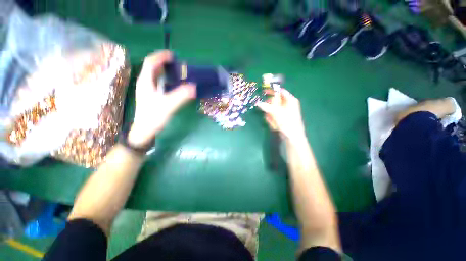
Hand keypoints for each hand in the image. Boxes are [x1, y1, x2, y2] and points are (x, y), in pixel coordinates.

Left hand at [128, 50, 195, 147]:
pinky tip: (172, 84)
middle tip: (176, 63)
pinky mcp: (151, 96)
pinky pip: (157, 82)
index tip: (172, 55)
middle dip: (163, 62)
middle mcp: (145, 83)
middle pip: (152, 67)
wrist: (144, 131)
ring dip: (164, 70)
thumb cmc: (153, 117)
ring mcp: (147, 90)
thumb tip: (194, 87)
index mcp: (146, 82)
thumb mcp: (168, 106)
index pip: (151, 63)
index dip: (161, 57)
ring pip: (154, 75)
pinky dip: (165, 79)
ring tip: (176, 71)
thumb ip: (180, 96)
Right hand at [257, 88, 305, 142]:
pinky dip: (272, 119)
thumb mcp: (276, 113)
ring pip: (274, 109)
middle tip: (267, 110)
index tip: (263, 91)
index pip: (280, 91)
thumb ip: (267, 107)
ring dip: (270, 114)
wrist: (293, 137)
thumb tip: (258, 102)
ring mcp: (285, 112)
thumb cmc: (287, 123)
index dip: (272, 90)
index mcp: (290, 100)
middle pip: (276, 101)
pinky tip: (274, 125)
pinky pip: (274, 116)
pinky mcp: (282, 118)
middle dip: (270, 106)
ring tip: (272, 121)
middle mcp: (288, 105)